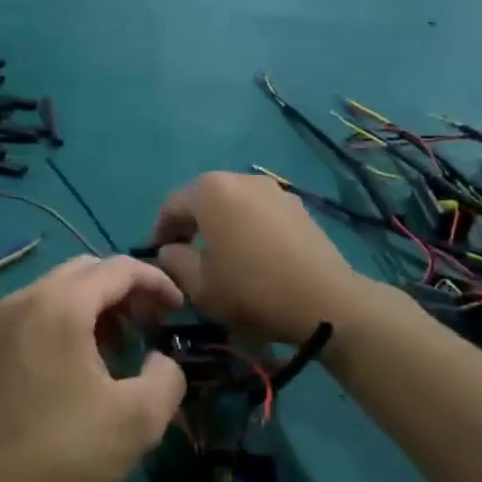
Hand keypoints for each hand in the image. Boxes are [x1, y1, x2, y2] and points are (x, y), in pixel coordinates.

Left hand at [0, 256, 185, 481]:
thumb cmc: (67, 451)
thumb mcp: (140, 418)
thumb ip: (167, 376)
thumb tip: (160, 359)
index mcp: (60, 305)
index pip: (118, 268)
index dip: (156, 281)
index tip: (180, 309)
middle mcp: (25, 299)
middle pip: (87, 271)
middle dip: (126, 290)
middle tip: (151, 325)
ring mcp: (0, 322)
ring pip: (60, 290)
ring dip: (97, 306)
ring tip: (121, 348)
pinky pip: (38, 313)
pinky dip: (69, 321)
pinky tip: (82, 364)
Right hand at [151, 172, 361, 344]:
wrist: (325, 301)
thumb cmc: (252, 290)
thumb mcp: (199, 285)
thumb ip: (174, 261)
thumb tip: (170, 250)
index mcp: (211, 191)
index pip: (171, 206)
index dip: (159, 232)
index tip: (156, 258)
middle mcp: (240, 179)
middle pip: (202, 199)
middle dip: (189, 225)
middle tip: (184, 256)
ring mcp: (273, 189)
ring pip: (232, 204)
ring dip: (219, 225)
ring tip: (219, 256)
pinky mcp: (296, 206)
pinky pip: (258, 211)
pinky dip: (246, 227)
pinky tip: (251, 256)